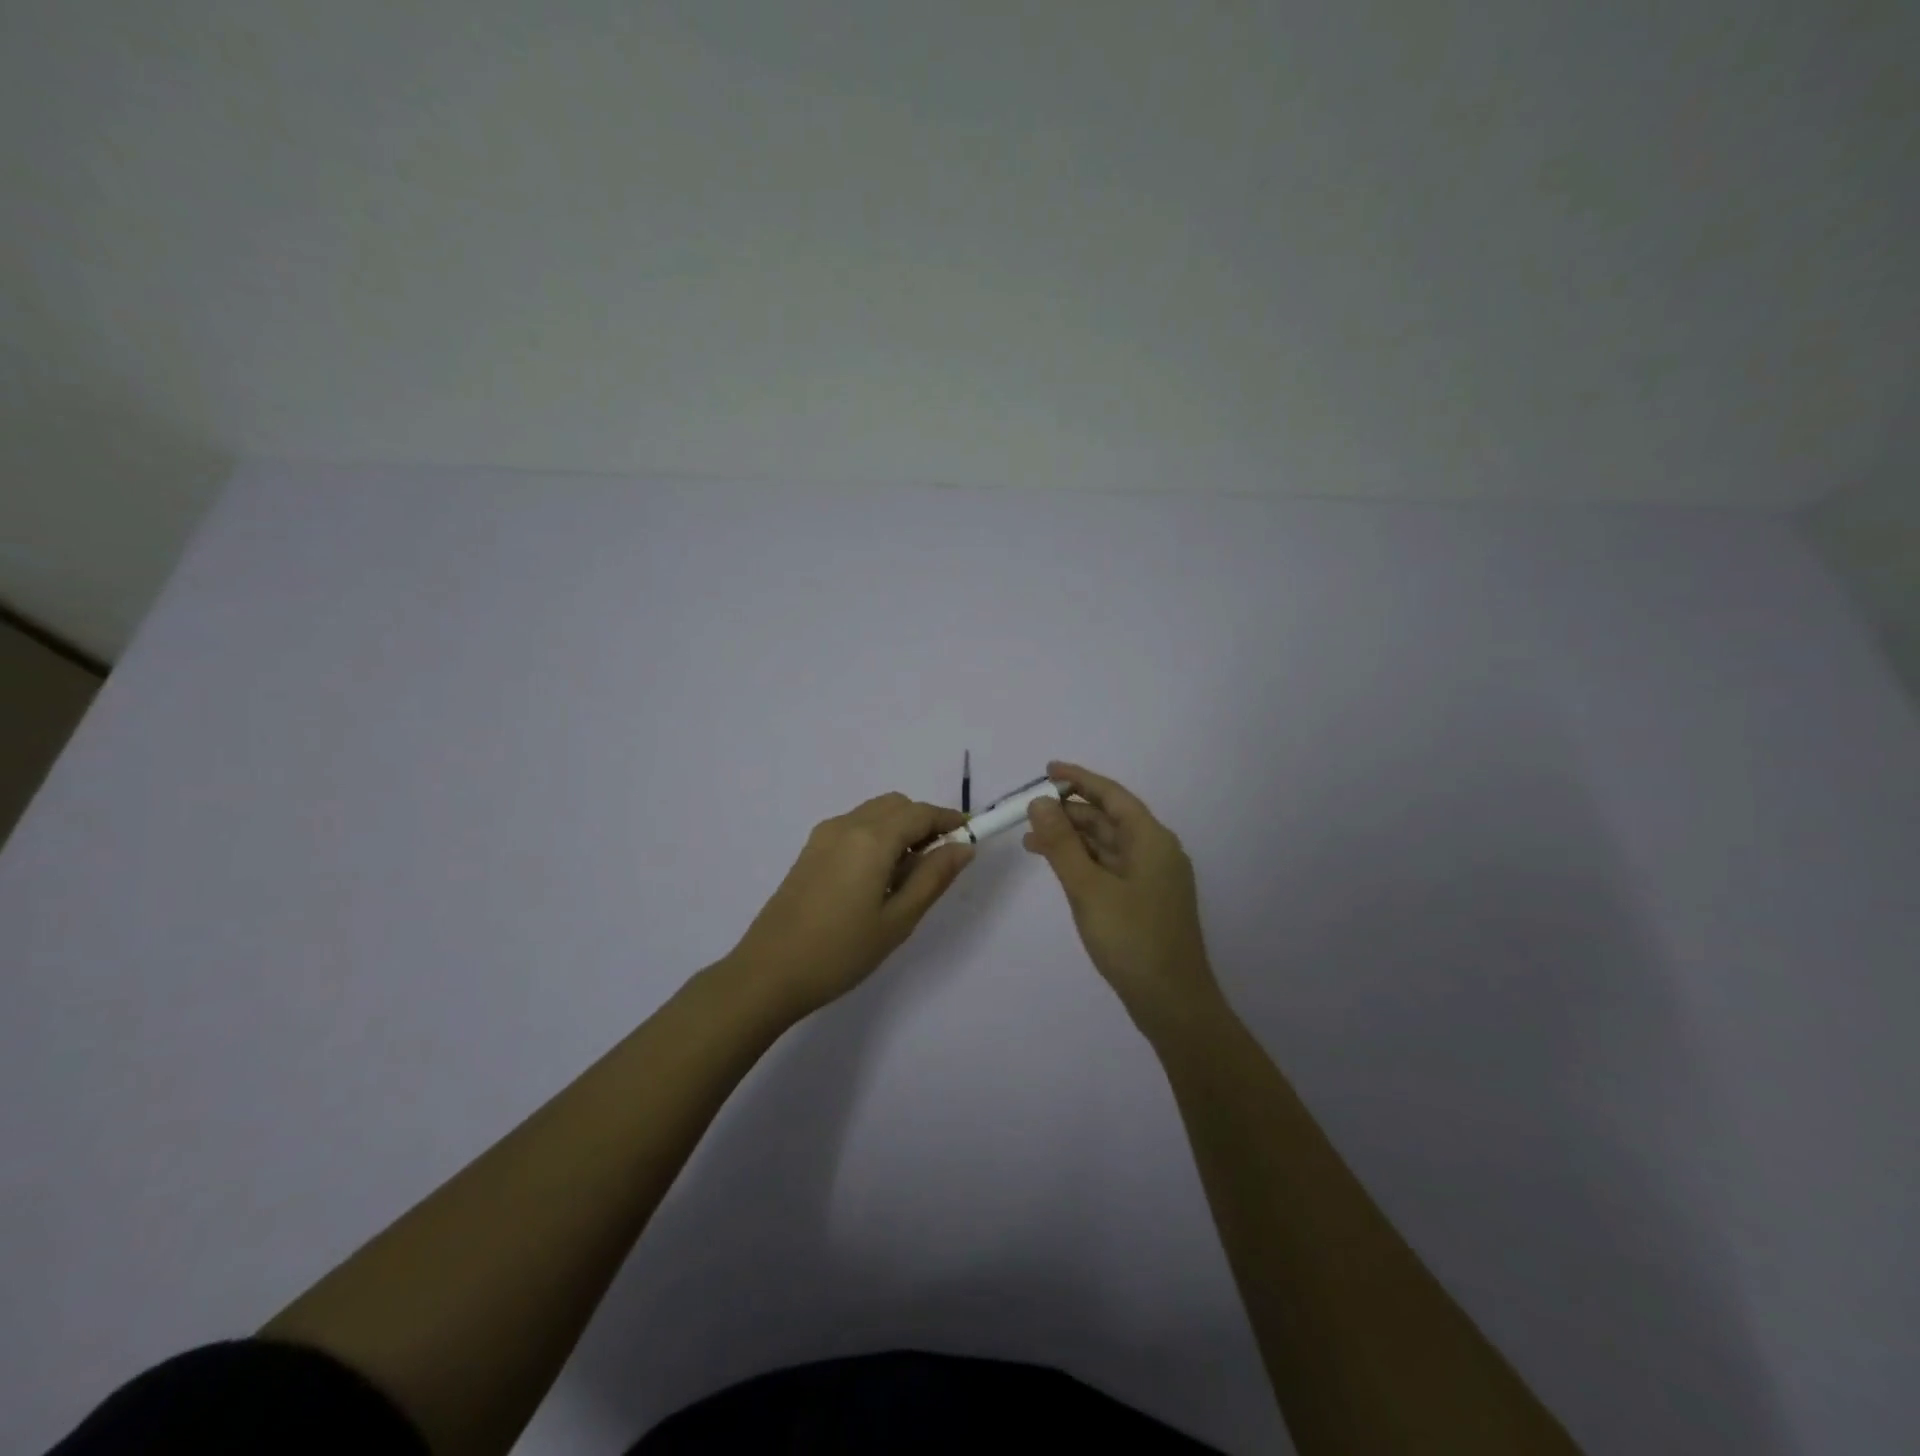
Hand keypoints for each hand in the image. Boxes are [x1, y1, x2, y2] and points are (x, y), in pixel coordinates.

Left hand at [728, 793, 973, 1018]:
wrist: (768, 973)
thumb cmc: (840, 951)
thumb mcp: (898, 920)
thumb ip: (933, 877)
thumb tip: (963, 847)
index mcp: (871, 838)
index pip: (921, 813)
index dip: (950, 820)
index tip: (972, 836)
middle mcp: (846, 825)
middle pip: (896, 805)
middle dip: (924, 822)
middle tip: (941, 860)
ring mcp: (823, 836)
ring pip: (874, 814)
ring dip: (899, 828)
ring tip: (909, 873)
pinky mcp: (810, 851)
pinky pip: (854, 827)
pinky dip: (876, 836)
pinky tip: (878, 877)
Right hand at [1024, 761, 1222, 1031]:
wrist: (1173, 1003)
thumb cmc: (1131, 940)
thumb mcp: (1088, 888)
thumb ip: (1062, 844)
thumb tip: (1040, 802)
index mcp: (1151, 840)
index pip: (1112, 795)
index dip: (1079, 779)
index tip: (1047, 770)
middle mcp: (1156, 851)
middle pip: (1109, 819)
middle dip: (1069, 813)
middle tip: (1028, 813)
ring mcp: (1153, 878)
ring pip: (1108, 845)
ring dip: (1073, 839)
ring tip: (1031, 842)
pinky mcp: (1146, 901)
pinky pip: (1111, 867)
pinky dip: (1084, 862)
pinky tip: (1060, 868)